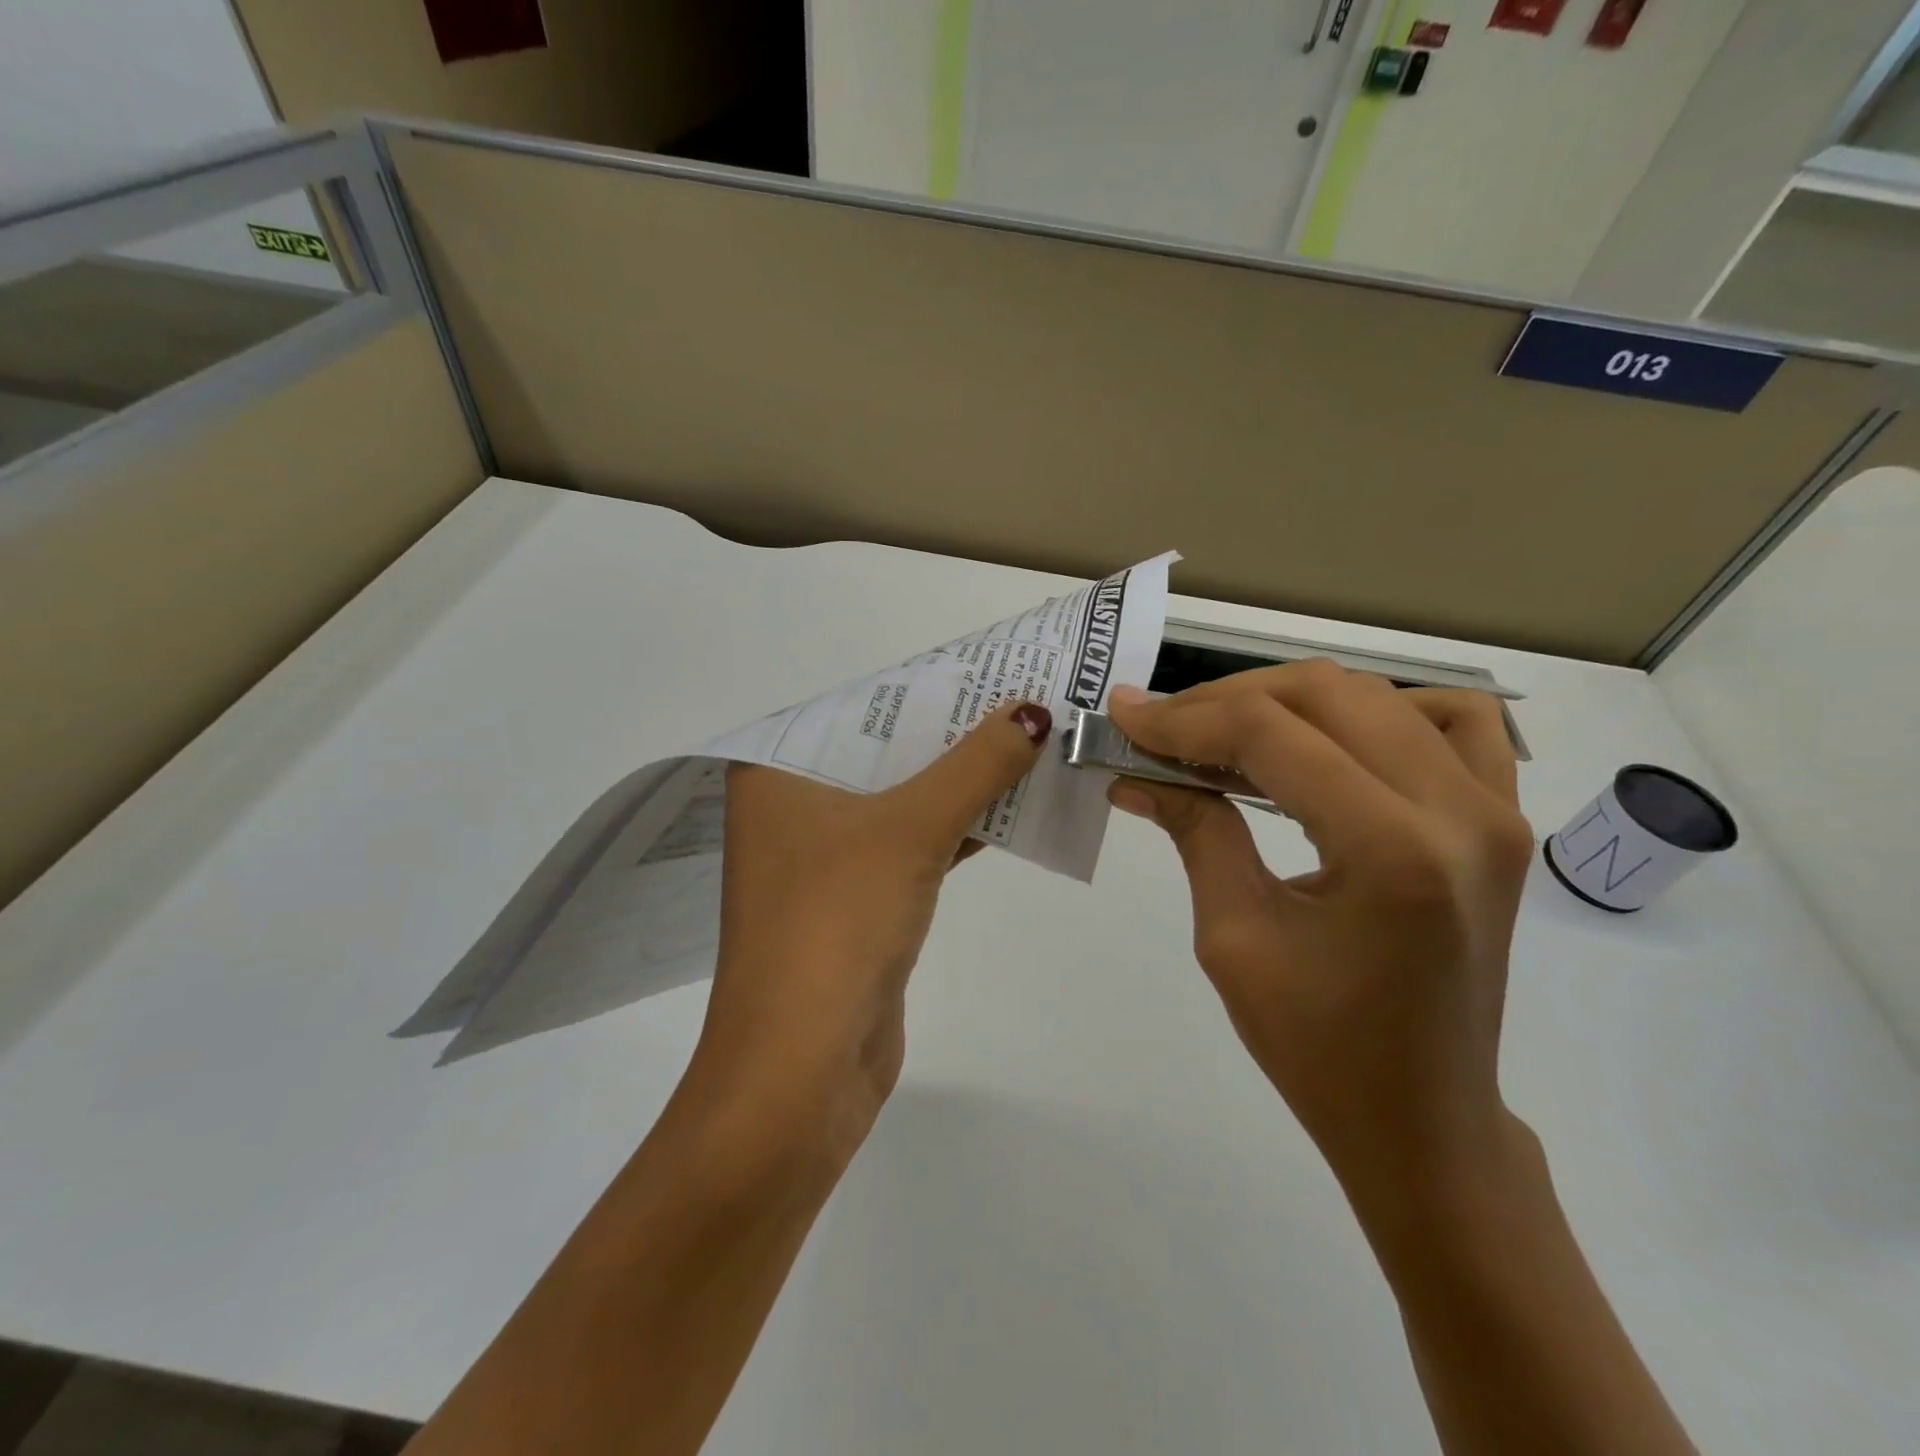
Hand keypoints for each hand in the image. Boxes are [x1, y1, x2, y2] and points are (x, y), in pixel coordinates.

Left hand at [692, 702, 1052, 1161]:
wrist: (801, 1071)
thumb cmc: (836, 924)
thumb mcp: (909, 828)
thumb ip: (974, 766)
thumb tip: (1033, 712)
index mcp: (775, 773)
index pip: (856, 706)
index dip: (922, 684)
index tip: (984, 663)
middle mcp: (792, 808)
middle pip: (884, 751)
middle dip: (951, 731)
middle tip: (1020, 696)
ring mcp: (825, 858)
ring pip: (902, 799)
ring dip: (960, 780)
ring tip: (1028, 739)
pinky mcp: (858, 901)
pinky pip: (912, 845)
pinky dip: (957, 827)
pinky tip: (1010, 805)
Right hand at [1105, 665, 1534, 1205]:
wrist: (1422, 1119)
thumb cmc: (1317, 1048)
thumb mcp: (1233, 936)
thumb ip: (1195, 829)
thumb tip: (1135, 771)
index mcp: (1390, 851)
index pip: (1269, 736)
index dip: (1184, 718)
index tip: (1123, 717)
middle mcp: (1458, 811)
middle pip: (1325, 694)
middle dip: (1225, 699)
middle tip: (1162, 727)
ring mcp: (1495, 810)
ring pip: (1377, 694)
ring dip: (1288, 698)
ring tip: (1226, 729)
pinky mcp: (1502, 819)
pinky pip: (1450, 721)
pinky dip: (1380, 708)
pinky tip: (1332, 737)